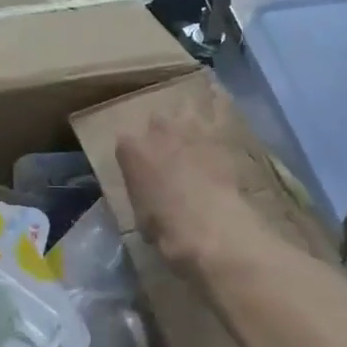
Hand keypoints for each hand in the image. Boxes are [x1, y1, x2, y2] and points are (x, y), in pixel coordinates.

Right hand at [116, 114, 298, 285]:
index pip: (125, 144)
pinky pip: (215, 136)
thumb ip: (142, 193)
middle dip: (161, 135)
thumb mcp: (139, 214)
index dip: (133, 159)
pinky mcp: (222, 143)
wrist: (210, 227)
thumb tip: (150, 196)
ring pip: (188, 120)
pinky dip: (215, 147)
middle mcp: (158, 132)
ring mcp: (192, 134)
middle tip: (168, 158)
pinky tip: (219, 161)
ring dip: (189, 134)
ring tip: (195, 153)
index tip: (139, 172)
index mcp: (131, 150)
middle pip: (157, 122)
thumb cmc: (165, 227)